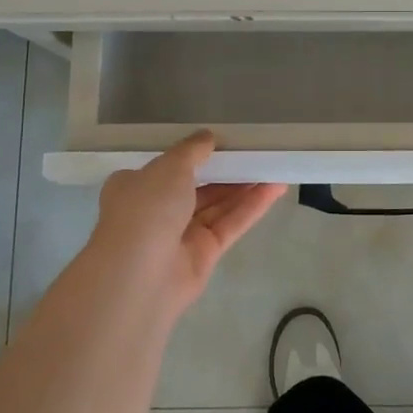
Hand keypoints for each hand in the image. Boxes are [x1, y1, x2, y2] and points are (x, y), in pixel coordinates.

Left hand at [87, 131, 286, 316]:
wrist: (139, 275)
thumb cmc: (146, 209)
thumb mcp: (169, 166)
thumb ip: (192, 150)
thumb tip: (208, 137)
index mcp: (136, 187)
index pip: (167, 168)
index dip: (194, 155)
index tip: (221, 143)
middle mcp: (157, 211)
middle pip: (197, 187)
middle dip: (225, 171)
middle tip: (256, 153)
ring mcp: (180, 235)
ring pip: (217, 206)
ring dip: (244, 187)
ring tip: (273, 166)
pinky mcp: (204, 254)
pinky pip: (230, 224)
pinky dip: (252, 207)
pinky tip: (275, 188)